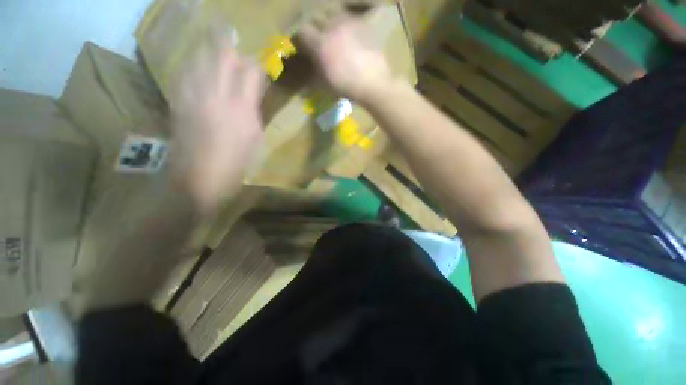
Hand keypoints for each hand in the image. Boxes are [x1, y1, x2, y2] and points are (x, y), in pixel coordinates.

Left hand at [170, 37, 266, 214]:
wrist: (199, 181)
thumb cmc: (236, 165)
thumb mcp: (255, 139)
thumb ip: (253, 111)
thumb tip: (251, 94)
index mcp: (242, 109)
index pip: (251, 72)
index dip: (256, 65)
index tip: (259, 66)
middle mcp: (217, 95)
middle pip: (222, 56)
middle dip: (229, 43)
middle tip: (232, 36)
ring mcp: (193, 96)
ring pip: (199, 58)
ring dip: (207, 48)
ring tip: (214, 41)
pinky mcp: (178, 102)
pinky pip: (184, 73)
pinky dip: (192, 64)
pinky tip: (196, 63)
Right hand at [298, 2, 392, 102]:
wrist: (373, 83)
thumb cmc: (347, 87)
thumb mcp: (326, 83)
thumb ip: (315, 70)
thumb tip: (310, 66)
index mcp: (321, 44)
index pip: (302, 31)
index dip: (301, 38)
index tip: (303, 46)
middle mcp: (332, 28)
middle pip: (316, 18)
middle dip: (314, 27)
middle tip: (318, 38)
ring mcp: (348, 23)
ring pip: (332, 12)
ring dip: (329, 21)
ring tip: (333, 32)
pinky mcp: (362, 24)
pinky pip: (349, 17)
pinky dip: (345, 23)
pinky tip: (348, 34)